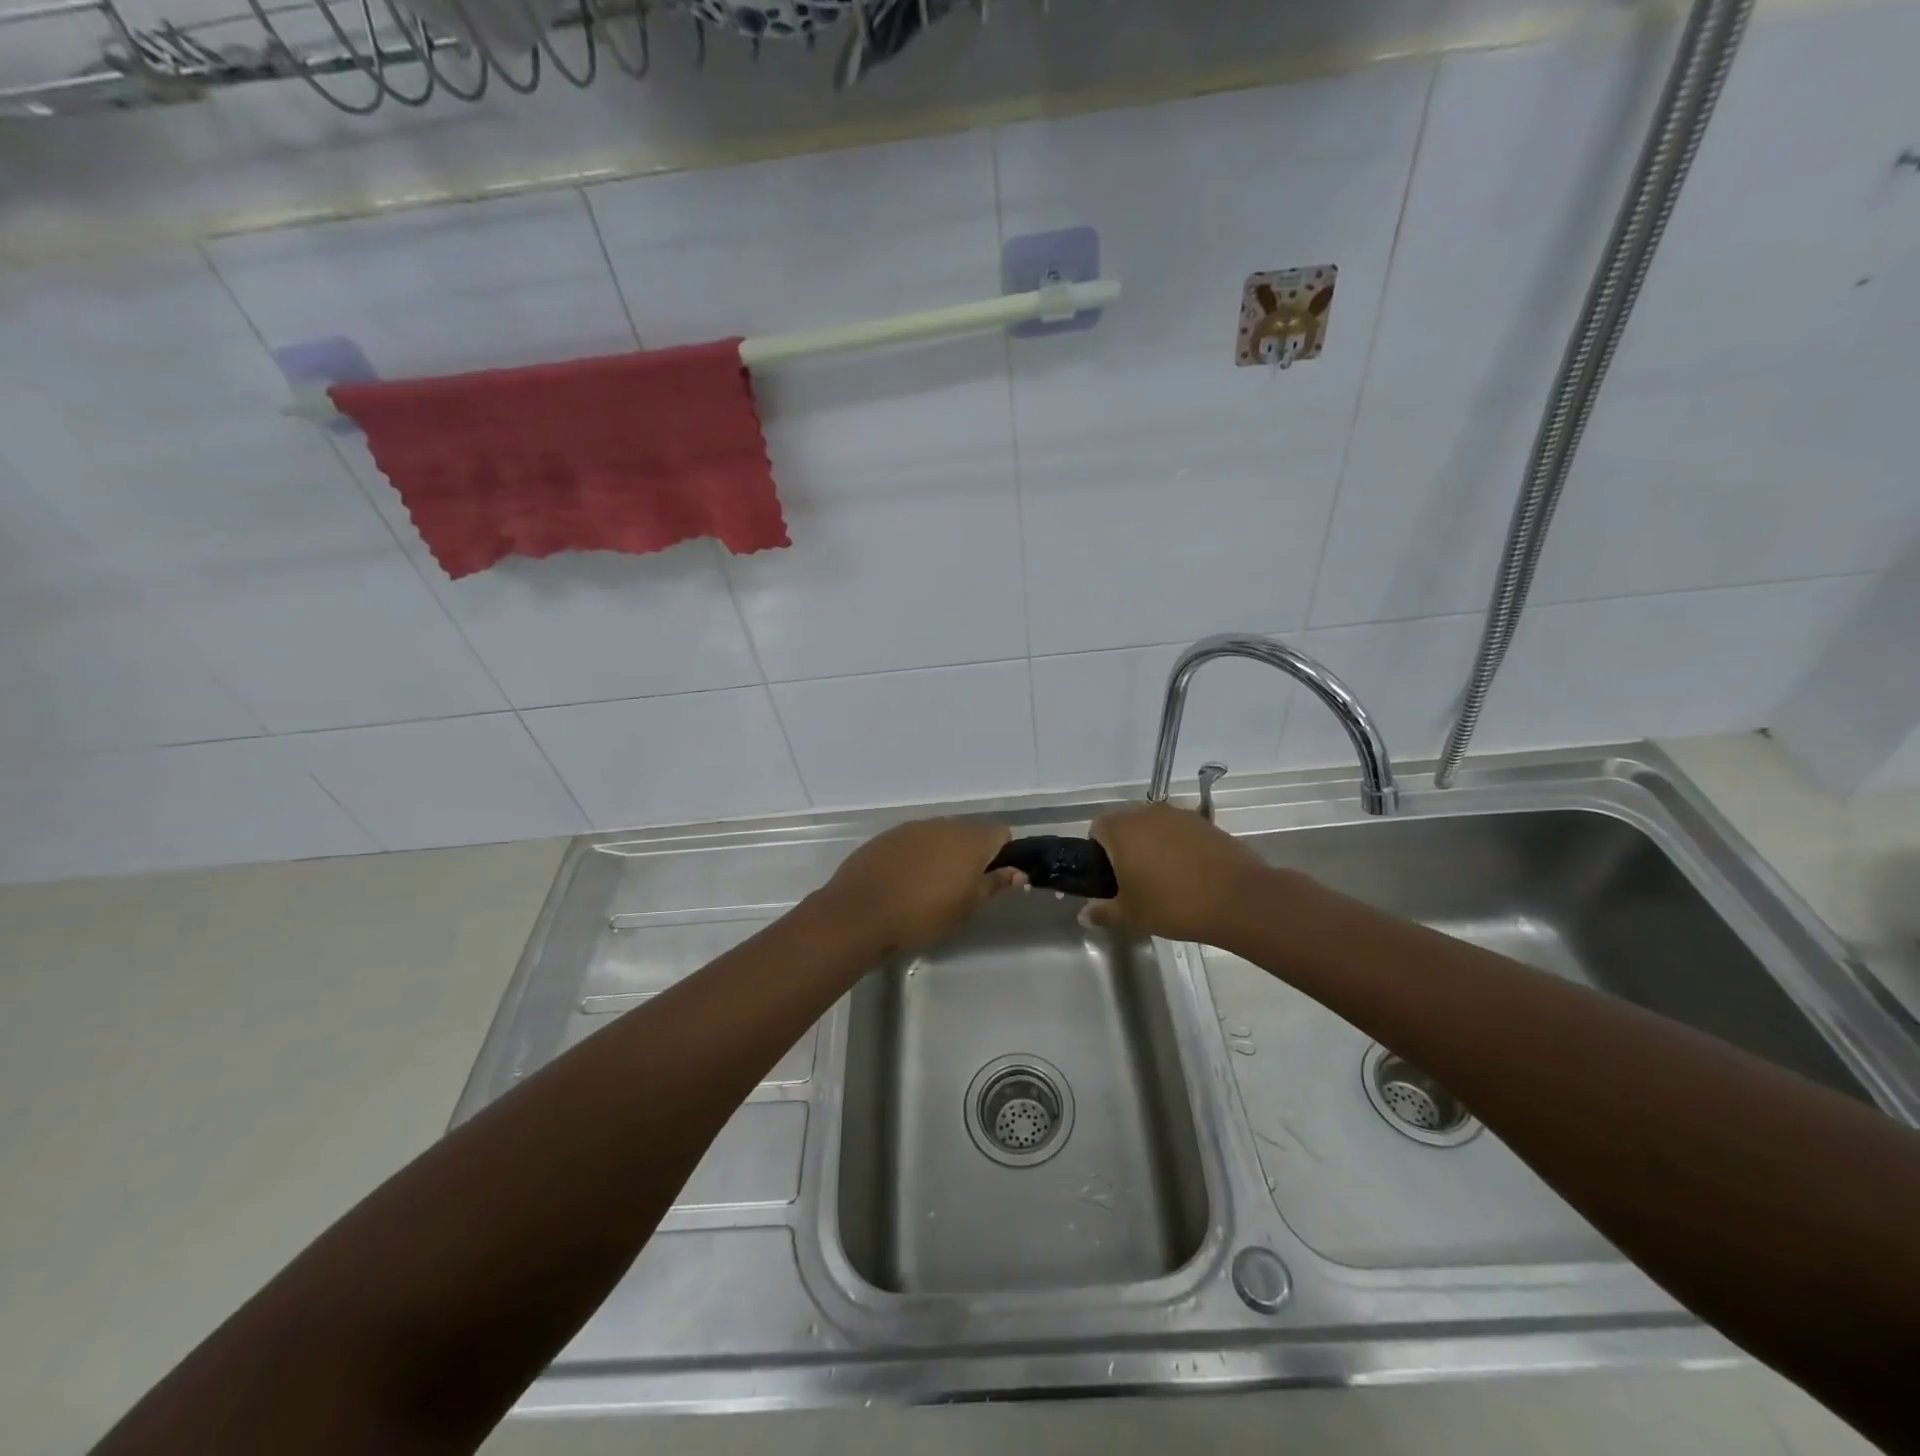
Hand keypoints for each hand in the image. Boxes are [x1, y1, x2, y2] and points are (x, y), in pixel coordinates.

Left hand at [821, 818, 1023, 955]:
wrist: (860, 913)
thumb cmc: (923, 915)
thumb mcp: (967, 907)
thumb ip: (994, 884)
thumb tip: (1017, 872)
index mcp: (970, 839)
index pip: (1001, 832)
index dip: (1002, 854)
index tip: (992, 879)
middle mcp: (944, 824)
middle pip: (969, 831)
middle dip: (971, 853)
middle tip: (962, 887)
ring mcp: (912, 827)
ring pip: (940, 835)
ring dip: (943, 853)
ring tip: (930, 886)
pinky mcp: (887, 836)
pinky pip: (913, 841)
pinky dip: (916, 855)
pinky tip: (904, 881)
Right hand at [1084, 801, 1272, 944]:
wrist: (1238, 900)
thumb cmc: (1173, 904)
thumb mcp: (1131, 915)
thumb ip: (1103, 912)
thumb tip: (1084, 915)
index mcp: (1122, 829)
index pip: (1097, 828)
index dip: (1098, 851)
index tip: (1108, 877)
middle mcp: (1147, 813)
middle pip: (1125, 824)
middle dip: (1125, 847)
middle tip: (1133, 880)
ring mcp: (1179, 815)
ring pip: (1154, 827)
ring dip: (1152, 845)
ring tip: (1164, 878)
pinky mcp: (1205, 823)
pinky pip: (1179, 831)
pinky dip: (1177, 846)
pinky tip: (1190, 874)